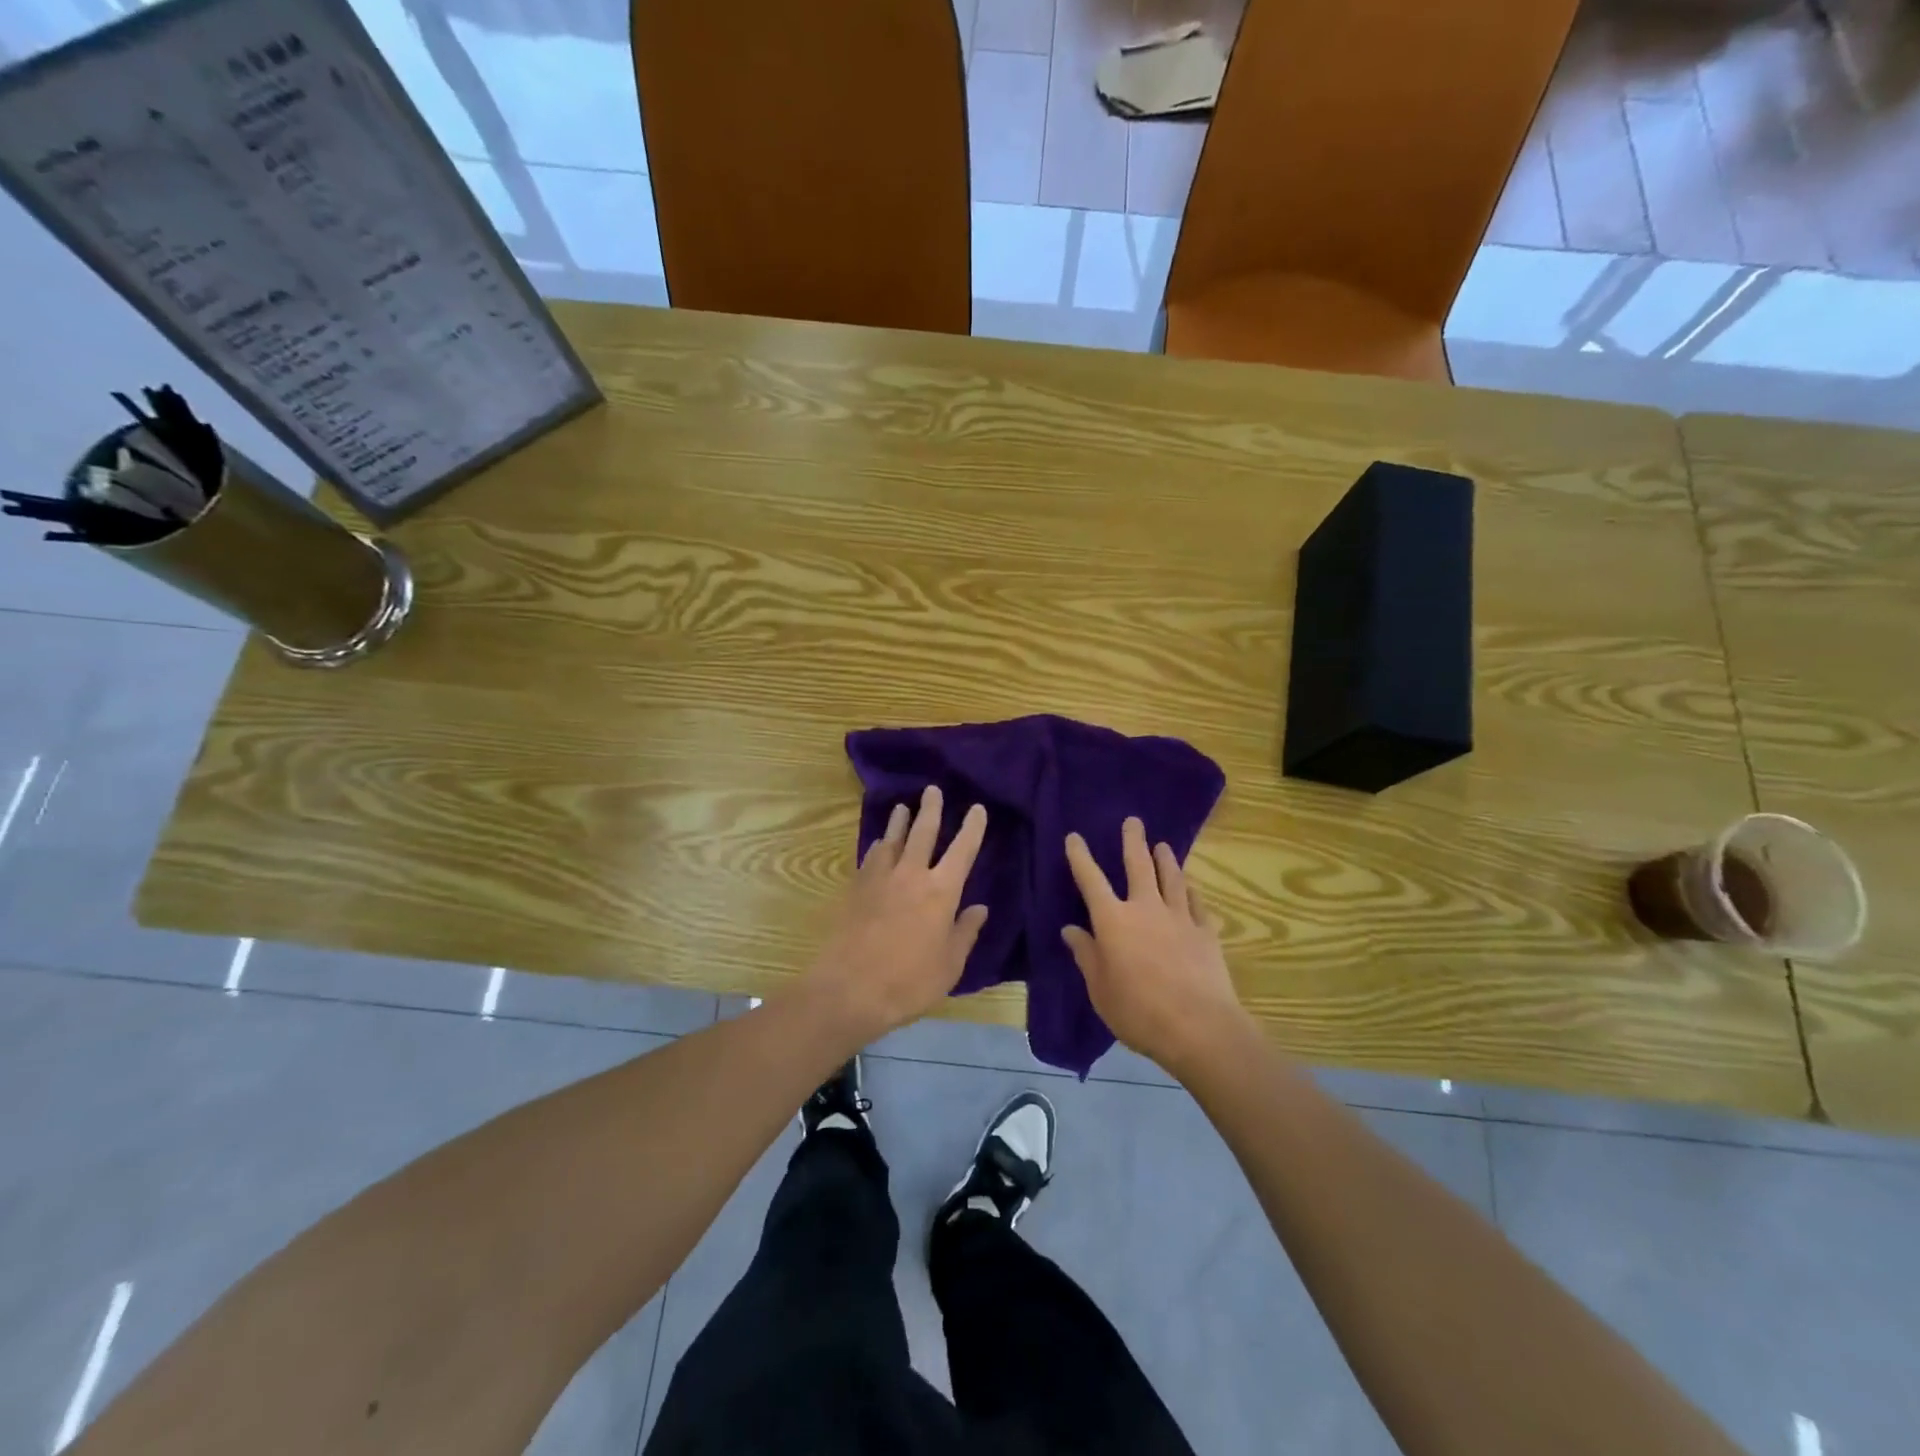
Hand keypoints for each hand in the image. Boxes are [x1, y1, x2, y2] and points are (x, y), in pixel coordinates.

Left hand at [804, 785, 988, 1045]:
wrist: (849, 989)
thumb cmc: (909, 982)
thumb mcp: (950, 965)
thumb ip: (965, 932)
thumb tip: (979, 908)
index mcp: (941, 891)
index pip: (962, 850)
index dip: (972, 828)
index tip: (976, 808)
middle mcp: (911, 875)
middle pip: (923, 832)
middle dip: (931, 809)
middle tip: (933, 789)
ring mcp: (880, 879)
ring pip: (893, 839)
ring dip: (900, 821)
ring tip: (903, 807)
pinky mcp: (856, 889)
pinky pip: (870, 857)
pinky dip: (879, 846)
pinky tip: (879, 844)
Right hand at [1062, 818, 1251, 1075]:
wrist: (1199, 1027)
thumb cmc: (1138, 1011)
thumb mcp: (1100, 989)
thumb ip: (1087, 956)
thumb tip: (1071, 930)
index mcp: (1113, 921)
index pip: (1091, 880)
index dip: (1081, 857)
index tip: (1075, 837)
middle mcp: (1145, 909)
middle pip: (1138, 866)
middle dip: (1133, 841)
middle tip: (1133, 821)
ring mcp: (1179, 917)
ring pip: (1171, 878)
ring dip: (1165, 859)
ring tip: (1162, 845)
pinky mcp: (1206, 932)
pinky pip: (1196, 902)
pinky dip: (1190, 890)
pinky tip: (1190, 885)